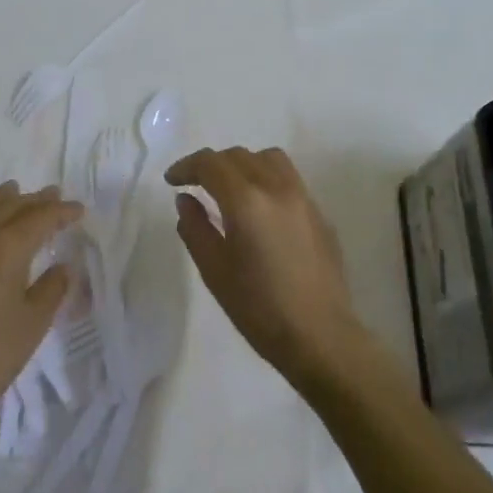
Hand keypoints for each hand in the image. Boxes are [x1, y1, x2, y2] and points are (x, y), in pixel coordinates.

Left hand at [0, 182, 79, 439]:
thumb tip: (63, 267)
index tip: (79, 210)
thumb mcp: (32, 324)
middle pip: (11, 208)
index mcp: (5, 248)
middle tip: (56, 195)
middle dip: (35, 201)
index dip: (61, 212)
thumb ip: (51, 290)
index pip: (39, 218)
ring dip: (5, 200)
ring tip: (18, 192)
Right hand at [164, 147, 366, 390]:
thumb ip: (195, 228)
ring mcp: (303, 197)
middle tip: (194, 185)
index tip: (172, 181)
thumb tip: (186, 200)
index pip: (211, 164)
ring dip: (242, 164)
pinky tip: (259, 208)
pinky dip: (265, 178)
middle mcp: (277, 188)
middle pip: (239, 156)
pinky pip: (288, 178)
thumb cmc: (259, 309)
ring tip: (229, 189)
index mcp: (247, 201)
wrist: (321, 336)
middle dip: (212, 165)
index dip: (187, 166)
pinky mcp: (319, 213)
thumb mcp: (214, 271)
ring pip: (268, 159)